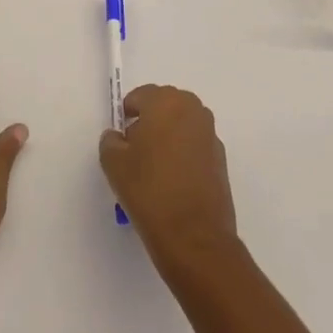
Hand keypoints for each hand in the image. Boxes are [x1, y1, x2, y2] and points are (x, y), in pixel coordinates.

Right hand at [100, 84, 239, 274]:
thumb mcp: (114, 163)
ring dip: (167, 137)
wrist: (193, 236)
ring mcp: (210, 135)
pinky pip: (195, 146)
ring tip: (153, 168)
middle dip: (149, 122)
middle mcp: (193, 110)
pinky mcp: (221, 159)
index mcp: (166, 102)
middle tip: (135, 150)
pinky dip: (183, 155)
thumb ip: (111, 141)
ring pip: (181, 126)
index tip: (120, 137)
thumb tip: (119, 138)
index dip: (127, 114)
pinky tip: (172, 181)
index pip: (141, 96)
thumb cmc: (149, 190)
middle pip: (164, 106)